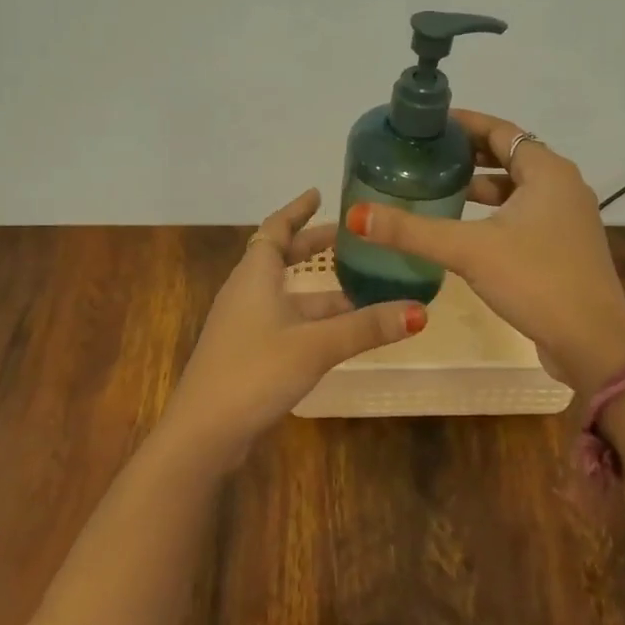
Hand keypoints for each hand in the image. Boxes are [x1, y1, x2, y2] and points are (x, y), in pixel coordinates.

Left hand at [162, 188, 426, 465]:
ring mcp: (244, 324)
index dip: (296, 210)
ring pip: (285, 294)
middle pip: (279, 258)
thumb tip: (419, 311)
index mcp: (255, 276)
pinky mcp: (247, 352)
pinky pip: (284, 320)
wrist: (205, 431)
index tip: (317, 193)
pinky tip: (337, 332)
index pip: (276, 229)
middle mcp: (246, 293)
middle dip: (312, 246)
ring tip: (359, 288)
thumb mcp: (316, 345)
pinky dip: (311, 317)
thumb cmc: (255, 371)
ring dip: (318, 290)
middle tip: (347, 239)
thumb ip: (365, 327)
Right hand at [343, 111, 624, 398]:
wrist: (593, 343)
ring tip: (436, 188)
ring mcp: (566, 218)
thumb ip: (412, 231)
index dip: (463, 124)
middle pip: (508, 156)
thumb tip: (357, 215)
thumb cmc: (536, 280)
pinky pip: (522, 214)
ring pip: (516, 188)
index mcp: (548, 171)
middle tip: (424, 156)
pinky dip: (493, 212)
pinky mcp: (563, 246)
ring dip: (480, 186)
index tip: (426, 125)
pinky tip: (464, 229)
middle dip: (467, 154)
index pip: (500, 130)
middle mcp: (562, 186)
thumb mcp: (469, 250)